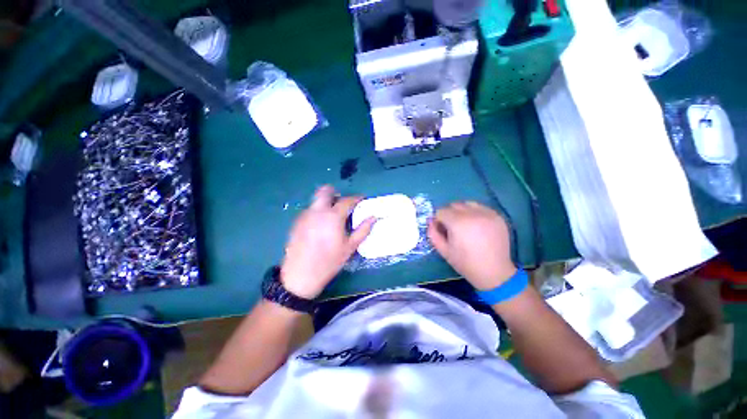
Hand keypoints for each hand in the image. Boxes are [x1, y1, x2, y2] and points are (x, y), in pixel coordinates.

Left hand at [280, 186, 375, 298]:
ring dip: (325, 203)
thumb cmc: (329, 262)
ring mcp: (304, 215)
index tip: (362, 199)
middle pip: (325, 191)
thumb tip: (373, 217)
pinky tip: (320, 227)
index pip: (347, 200)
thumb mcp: (350, 247)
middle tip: (342, 203)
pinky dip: (317, 212)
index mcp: (333, 216)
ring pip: (316, 201)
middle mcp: (317, 211)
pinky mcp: (296, 222)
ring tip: (332, 217)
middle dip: (335, 193)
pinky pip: (309, 210)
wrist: (300, 276)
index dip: (356, 198)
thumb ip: (363, 230)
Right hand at [427, 202, 516, 290]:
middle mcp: (473, 214)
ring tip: (465, 225)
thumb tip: (430, 221)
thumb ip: (433, 233)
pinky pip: (481, 208)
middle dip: (449, 214)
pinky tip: (477, 225)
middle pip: (454, 205)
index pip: (441, 211)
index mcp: (458, 223)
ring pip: (468, 204)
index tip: (441, 229)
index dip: (438, 220)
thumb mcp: (444, 251)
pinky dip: (475, 213)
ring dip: (462, 211)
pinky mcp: (498, 216)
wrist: (494, 273)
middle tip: (452, 228)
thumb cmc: (466, 263)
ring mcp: (487, 214)